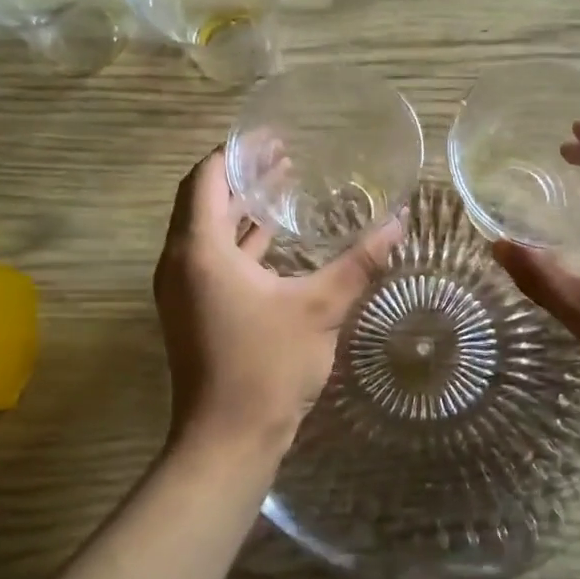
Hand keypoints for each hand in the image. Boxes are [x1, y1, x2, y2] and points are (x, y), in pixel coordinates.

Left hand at [154, 148, 402, 456]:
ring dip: (242, 210)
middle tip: (287, 157)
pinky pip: (212, 260)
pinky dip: (240, 243)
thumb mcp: (319, 308)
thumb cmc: (267, 366)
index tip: (272, 137)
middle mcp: (181, 263)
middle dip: (243, 176)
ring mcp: (183, 291)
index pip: (206, 178)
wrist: (227, 441)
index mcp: (199, 250)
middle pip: (204, 201)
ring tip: (285, 188)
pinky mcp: (194, 312)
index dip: (236, 152)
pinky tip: (277, 242)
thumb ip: (358, 262)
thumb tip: (398, 223)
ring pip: (208, 233)